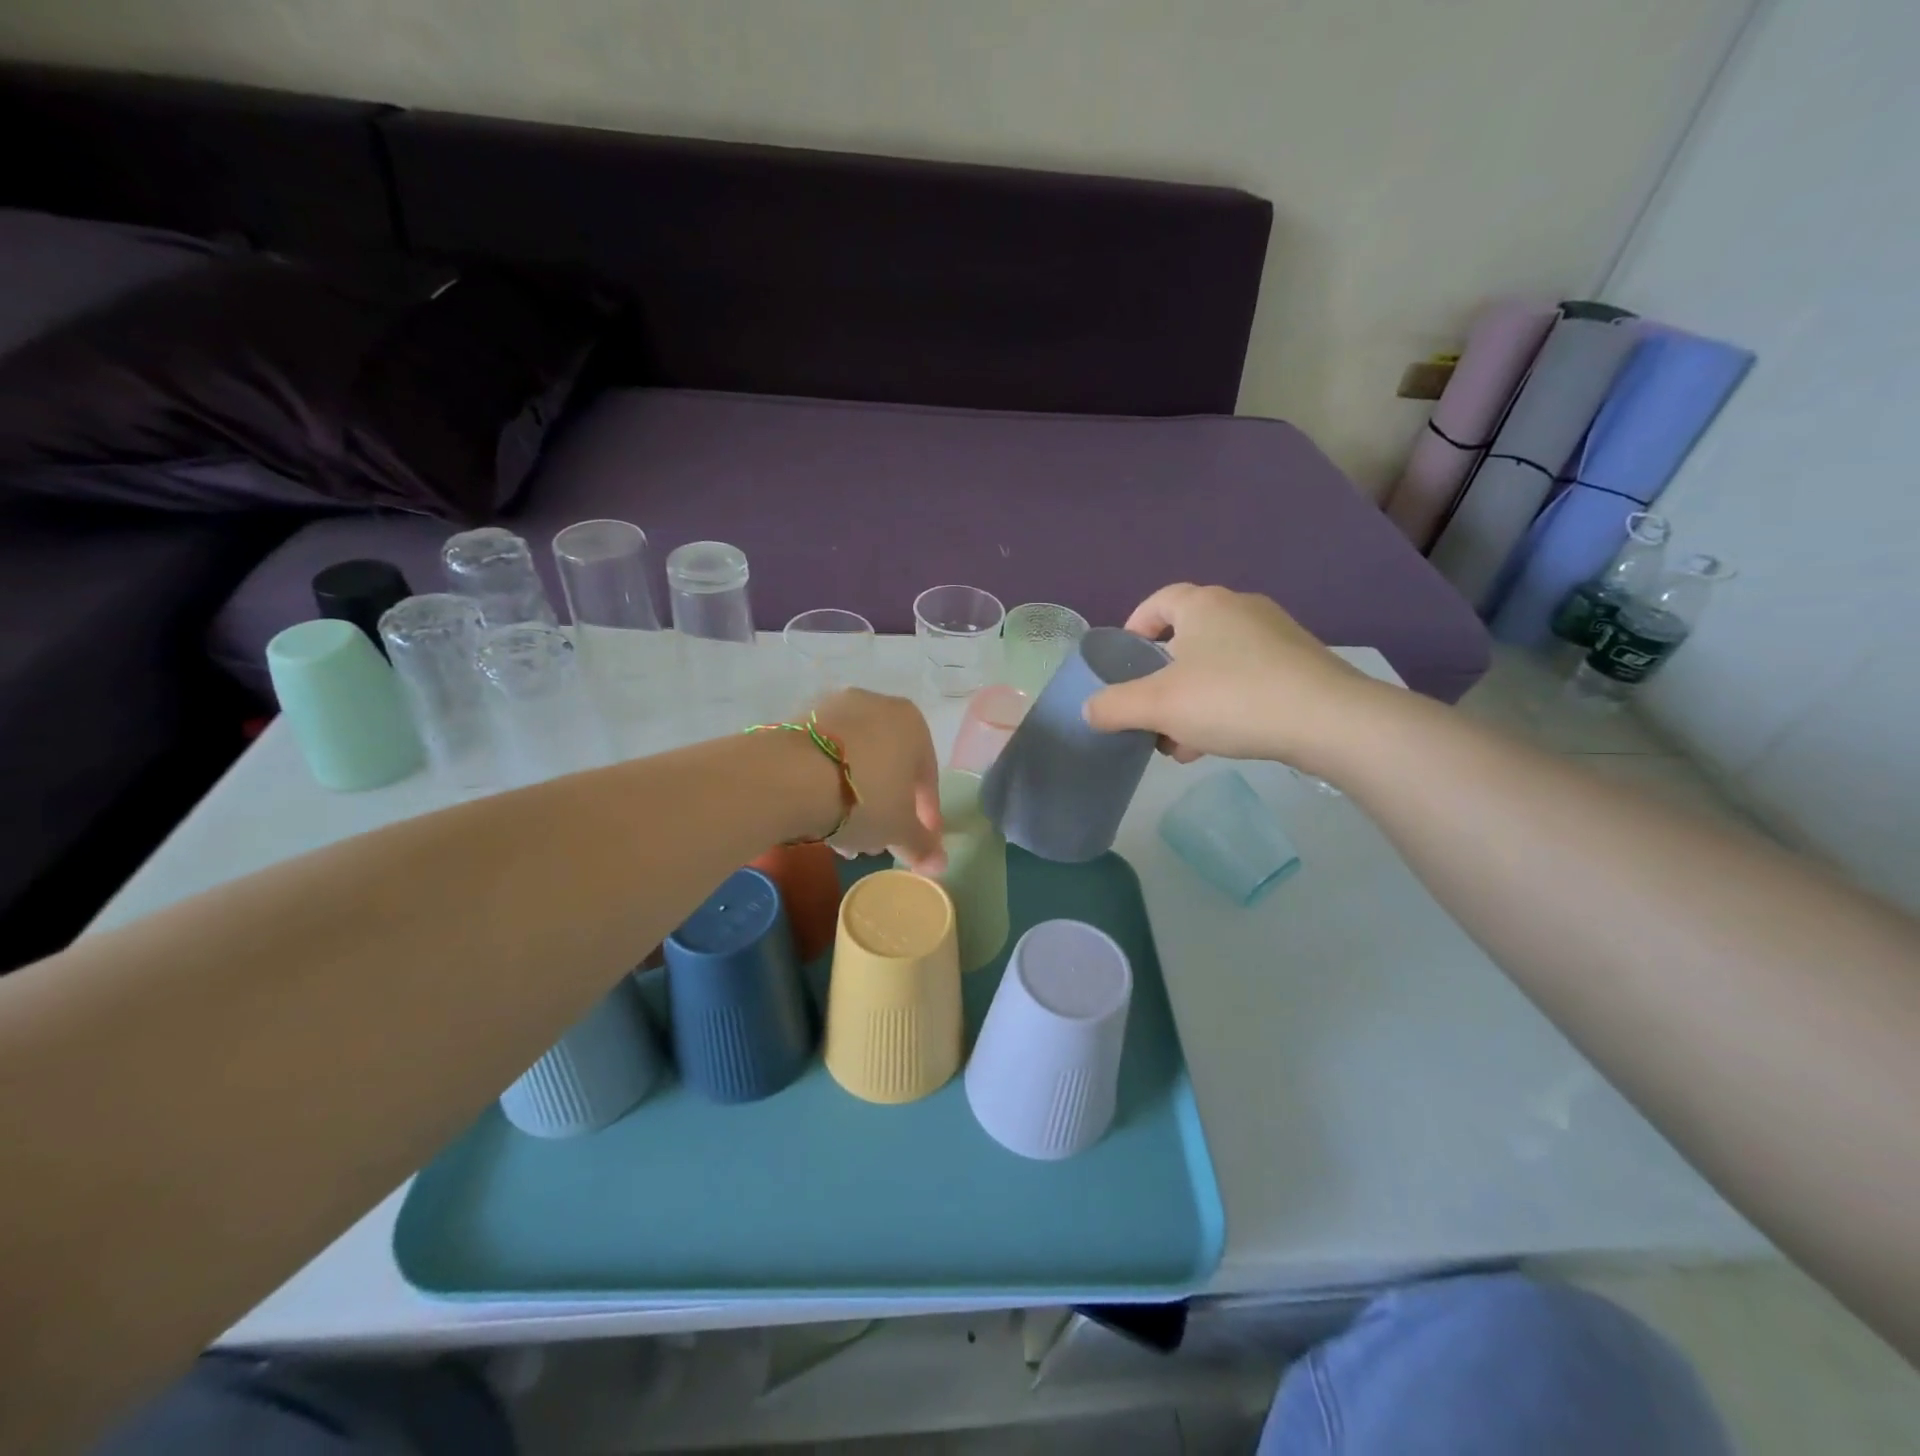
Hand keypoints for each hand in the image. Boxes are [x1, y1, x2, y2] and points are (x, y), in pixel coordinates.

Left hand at [809, 689, 946, 873]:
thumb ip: (921, 845)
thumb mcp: (898, 829)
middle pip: (889, 766)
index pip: (927, 776)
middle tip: (877, 842)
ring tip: (844, 839)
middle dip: (886, 807)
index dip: (925, 815)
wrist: (788, 776)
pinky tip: (819, 817)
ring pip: (855, 762)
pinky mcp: (799, 720)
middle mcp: (877, 705)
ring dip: (856, 799)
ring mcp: (834, 708)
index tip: (918, 842)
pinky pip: (825, 758)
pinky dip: (828, 784)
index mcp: (912, 723)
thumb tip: (939, 864)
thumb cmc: (863, 798)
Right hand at [1082, 584, 1377, 768]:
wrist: (1329, 720)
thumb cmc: (1231, 699)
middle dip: (1161, 680)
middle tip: (1149, 712)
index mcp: (1202, 605)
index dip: (1134, 629)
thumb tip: (1088, 709)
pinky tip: (1216, 744)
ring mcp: (1274, 636)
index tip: (1123, 663)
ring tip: (1178, 742)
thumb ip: (1114, 706)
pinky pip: (1246, 680)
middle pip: (1185, 639)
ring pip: (1215, 666)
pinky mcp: (1299, 665)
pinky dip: (1223, 706)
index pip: (1157, 602)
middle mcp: (1239, 609)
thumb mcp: (1157, 706)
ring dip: (1190, 700)